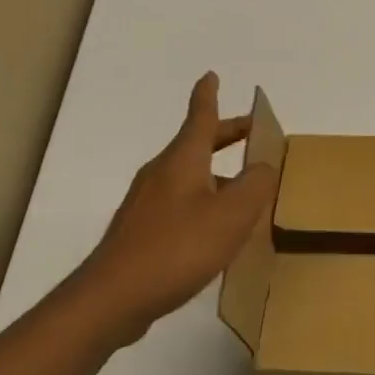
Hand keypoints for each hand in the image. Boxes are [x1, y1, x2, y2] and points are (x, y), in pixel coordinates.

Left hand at [79, 73, 278, 342]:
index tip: (211, 75)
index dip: (208, 95)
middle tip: (250, 133)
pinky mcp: (140, 233)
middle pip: (196, 144)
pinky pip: (179, 203)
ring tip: (243, 191)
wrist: (111, 299)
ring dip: (216, 174)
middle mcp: (162, 174)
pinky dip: (202, 201)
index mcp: (183, 160)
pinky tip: (215, 230)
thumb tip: (263, 167)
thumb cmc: (177, 248)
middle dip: (224, 135)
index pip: (199, 117)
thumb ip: (255, 185)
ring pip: (188, 176)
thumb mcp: (231, 215)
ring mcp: (146, 204)